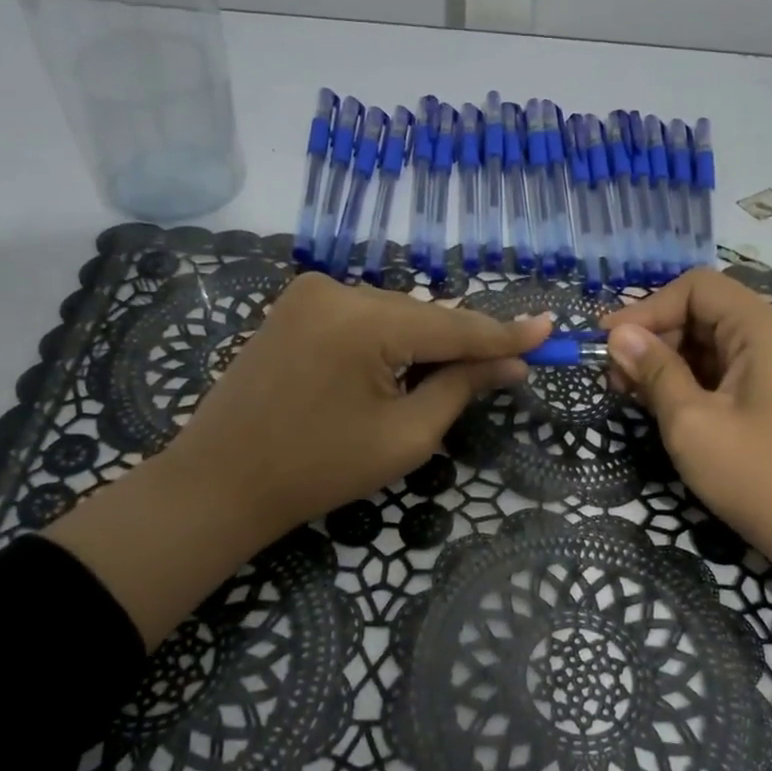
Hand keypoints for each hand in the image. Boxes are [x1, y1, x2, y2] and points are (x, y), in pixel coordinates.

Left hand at [49, 273, 547, 645]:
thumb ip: (462, 386)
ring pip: (394, 314)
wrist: (220, 482)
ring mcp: (309, 292)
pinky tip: (397, 368)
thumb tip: (512, 364)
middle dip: (461, 345)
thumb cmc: (318, 469)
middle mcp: (337, 288)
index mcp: (364, 320)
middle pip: (424, 316)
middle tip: (505, 370)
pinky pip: (363, 316)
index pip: (455, 326)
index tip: (550, 330)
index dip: (507, 334)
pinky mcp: (294, 305)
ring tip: (444, 381)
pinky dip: (389, 339)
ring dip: (424, 344)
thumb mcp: (406, 435)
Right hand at [603, 270, 771, 578]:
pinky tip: (664, 409)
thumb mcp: (692, 424)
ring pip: (711, 344)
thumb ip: (654, 372)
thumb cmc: (760, 478)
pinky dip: (690, 382)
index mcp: (763, 329)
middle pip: (703, 312)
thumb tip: (618, 334)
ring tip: (632, 396)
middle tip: (615, 378)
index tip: (607, 343)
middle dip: (654, 337)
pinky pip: (725, 371)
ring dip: (668, 362)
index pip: (696, 288)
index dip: (647, 308)